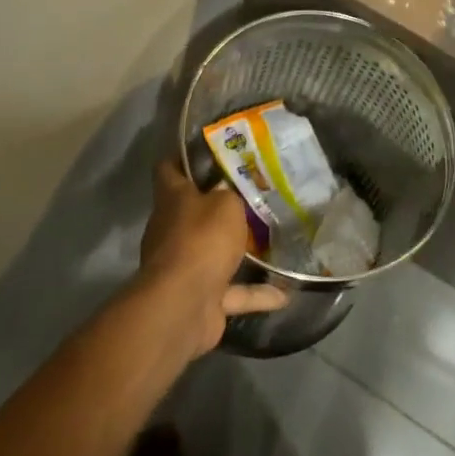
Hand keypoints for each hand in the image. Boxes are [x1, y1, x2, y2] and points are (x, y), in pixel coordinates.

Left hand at [140, 161, 288, 355]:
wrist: (182, 305)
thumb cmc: (201, 239)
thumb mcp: (225, 203)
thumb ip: (230, 194)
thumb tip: (230, 190)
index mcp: (172, 200)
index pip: (168, 169)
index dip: (183, 157)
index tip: (210, 150)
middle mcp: (173, 230)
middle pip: (193, 211)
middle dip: (220, 204)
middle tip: (254, 193)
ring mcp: (185, 266)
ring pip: (214, 252)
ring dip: (240, 251)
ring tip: (272, 240)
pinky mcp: (201, 298)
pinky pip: (233, 292)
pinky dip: (256, 293)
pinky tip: (286, 293)